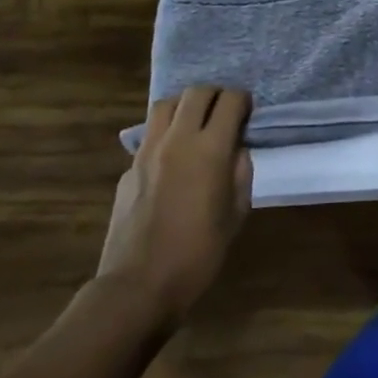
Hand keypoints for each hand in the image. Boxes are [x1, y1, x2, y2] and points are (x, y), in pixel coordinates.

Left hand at [98, 85, 253, 331]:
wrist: (138, 285)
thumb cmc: (199, 253)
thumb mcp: (237, 212)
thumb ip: (240, 172)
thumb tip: (235, 150)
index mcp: (211, 149)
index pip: (231, 100)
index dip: (244, 101)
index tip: (249, 114)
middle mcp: (178, 140)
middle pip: (197, 92)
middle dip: (216, 95)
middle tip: (225, 113)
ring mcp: (147, 152)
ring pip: (166, 105)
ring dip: (186, 106)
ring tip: (196, 124)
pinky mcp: (128, 168)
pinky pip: (150, 135)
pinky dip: (166, 133)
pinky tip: (173, 158)